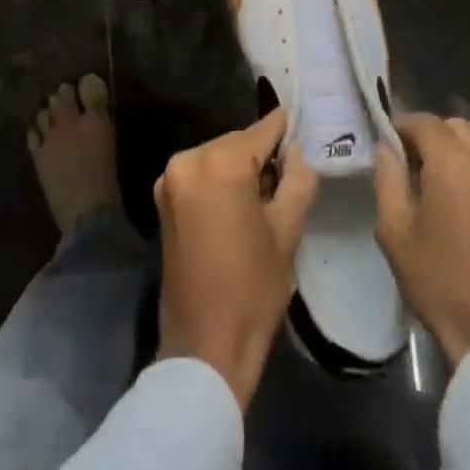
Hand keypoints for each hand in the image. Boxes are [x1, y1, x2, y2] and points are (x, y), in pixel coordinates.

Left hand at [155, 108, 317, 409]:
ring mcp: (170, 179)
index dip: (286, 129)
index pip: (261, 130)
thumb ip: (297, 179)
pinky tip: (241, 207)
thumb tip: (297, 150)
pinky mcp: (164, 199)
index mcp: (218, 164)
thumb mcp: (287, 231)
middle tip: (292, 173)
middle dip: (264, 155)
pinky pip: (202, 174)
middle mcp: (188, 159)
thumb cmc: (252, 289)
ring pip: (219, 157)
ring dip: (242, 169)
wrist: (203, 347)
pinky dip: (222, 181)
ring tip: (268, 197)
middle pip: (238, 142)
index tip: (305, 122)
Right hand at [374, 112, 469, 367]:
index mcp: (455, 163)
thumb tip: (388, 148)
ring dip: (464, 157)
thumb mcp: (395, 231)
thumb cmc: (441, 285)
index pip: (424, 121)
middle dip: (435, 138)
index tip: (391, 145)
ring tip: (451, 192)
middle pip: (458, 128)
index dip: (403, 127)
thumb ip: (387, 177)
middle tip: (419, 168)